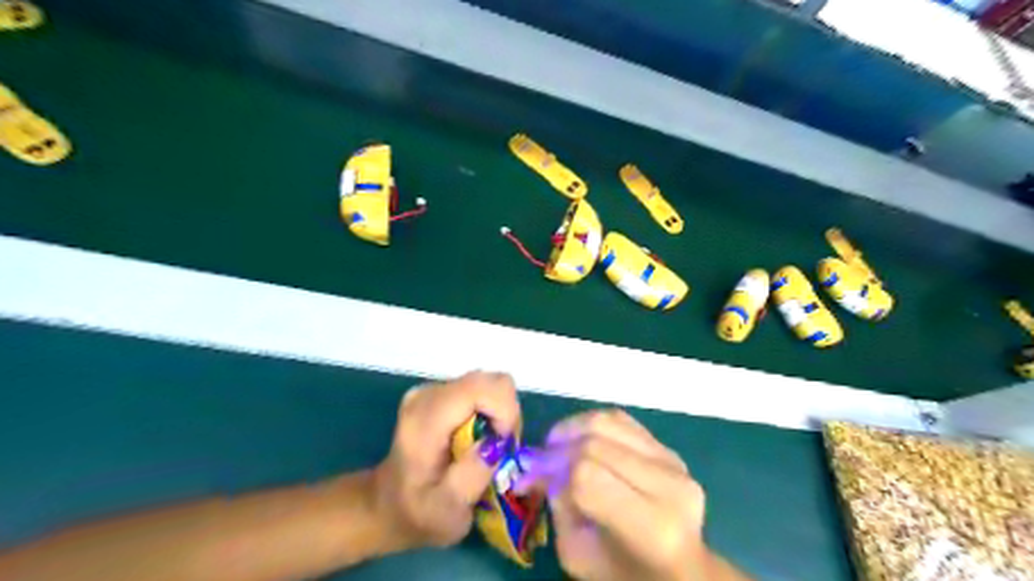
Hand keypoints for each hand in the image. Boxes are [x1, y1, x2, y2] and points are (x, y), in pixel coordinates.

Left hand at [371, 370, 520, 551]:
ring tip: (488, 447)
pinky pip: (481, 390)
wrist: (387, 504)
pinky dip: (490, 412)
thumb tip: (496, 442)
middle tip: (499, 449)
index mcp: (426, 420)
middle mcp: (428, 395)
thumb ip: (472, 476)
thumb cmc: (418, 513)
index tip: (504, 444)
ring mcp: (433, 389)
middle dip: (505, 413)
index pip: (480, 388)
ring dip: (499, 414)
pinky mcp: (440, 392)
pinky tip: (478, 438)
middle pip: (490, 382)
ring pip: (489, 384)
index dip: (505, 410)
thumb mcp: (447, 512)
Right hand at [516, 409, 711, 579]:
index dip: (552, 469)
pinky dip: (592, 423)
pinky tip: (580, 439)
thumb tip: (542, 465)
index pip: (587, 476)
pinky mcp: (669, 448)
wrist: (680, 569)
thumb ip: (558, 505)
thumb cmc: (623, 573)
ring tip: (557, 445)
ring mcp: (673, 462)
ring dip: (572, 428)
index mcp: (651, 528)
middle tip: (540, 462)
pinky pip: (622, 420)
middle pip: (595, 443)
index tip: (532, 477)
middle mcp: (669, 486)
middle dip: (557, 448)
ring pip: (608, 422)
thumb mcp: (577, 554)